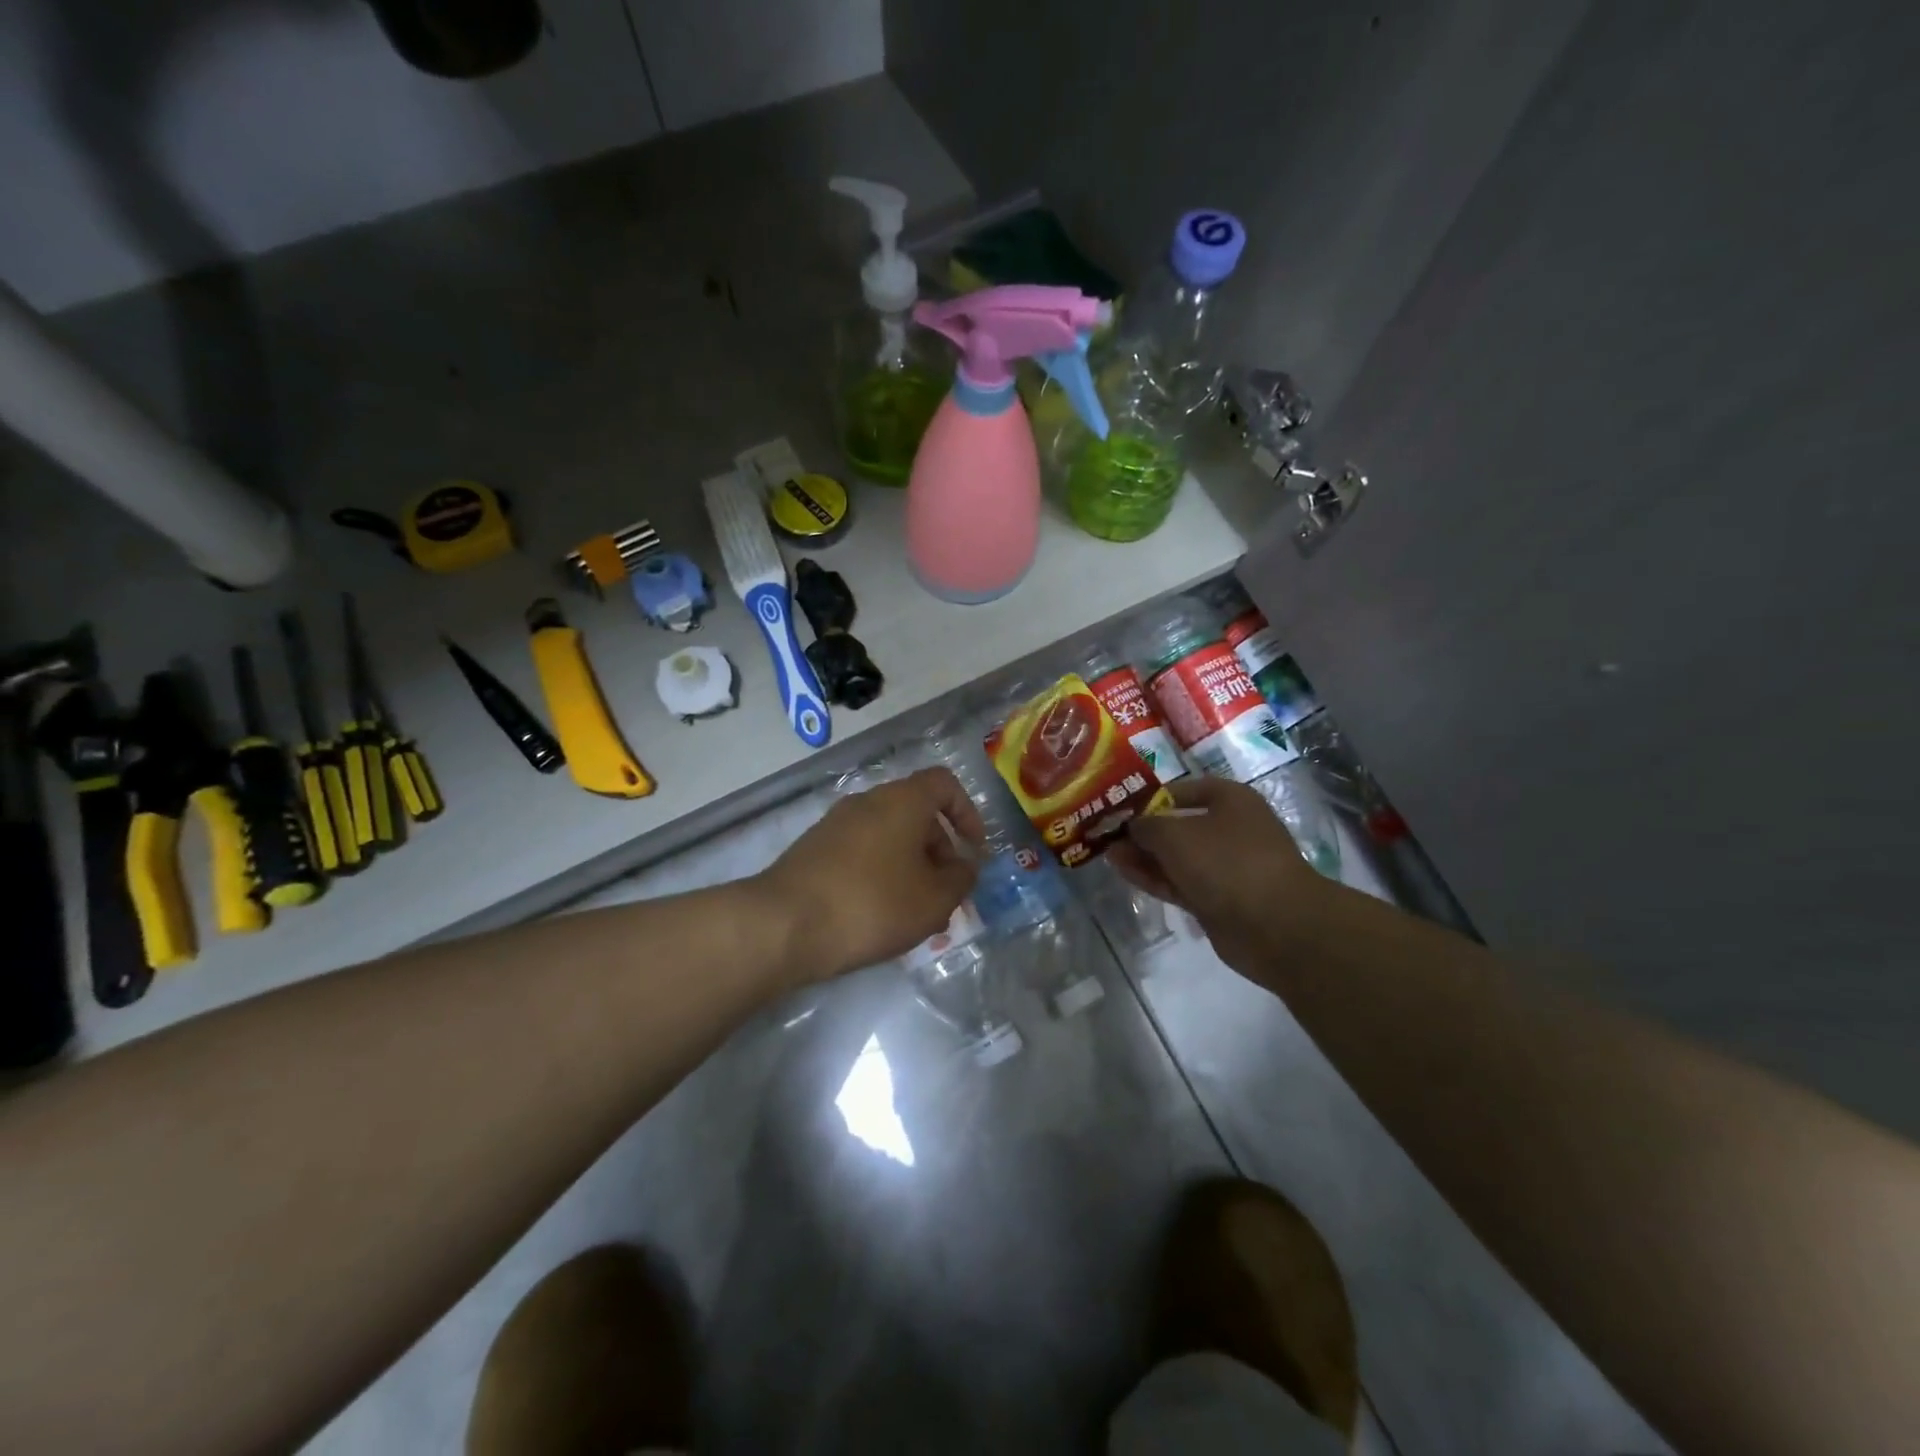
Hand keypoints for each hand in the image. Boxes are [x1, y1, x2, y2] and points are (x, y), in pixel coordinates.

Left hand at [757, 768, 984, 983]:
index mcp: (902, 800)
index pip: (944, 784)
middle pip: (916, 813)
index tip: (973, 850)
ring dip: (910, 867)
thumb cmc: (872, 904)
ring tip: (916, 912)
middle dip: (939, 850)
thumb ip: (961, 879)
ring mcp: (836, 824)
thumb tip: (965, 866)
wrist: (784, 924)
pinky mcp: (814, 849)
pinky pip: (862, 852)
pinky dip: (880, 874)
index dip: (967, 813)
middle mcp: (868, 801)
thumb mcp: (933, 900)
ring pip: (888, 836)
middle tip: (947, 893)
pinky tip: (879, 915)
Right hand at [1108, 777, 1336, 974]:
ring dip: (1143, 855)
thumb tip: (1130, 826)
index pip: (1182, 790)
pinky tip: (1124, 872)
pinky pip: (1179, 881)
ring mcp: (1225, 866)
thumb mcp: (1175, 834)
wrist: (1275, 925)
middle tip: (1105, 833)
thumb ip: (1145, 826)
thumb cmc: (1226, 862)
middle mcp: (1230, 828)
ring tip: (1106, 853)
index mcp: (1230, 799)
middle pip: (1177, 825)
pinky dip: (1154, 877)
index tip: (1117, 806)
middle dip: (1142, 830)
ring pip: (1176, 856)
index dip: (1148, 797)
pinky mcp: (1218, 899)